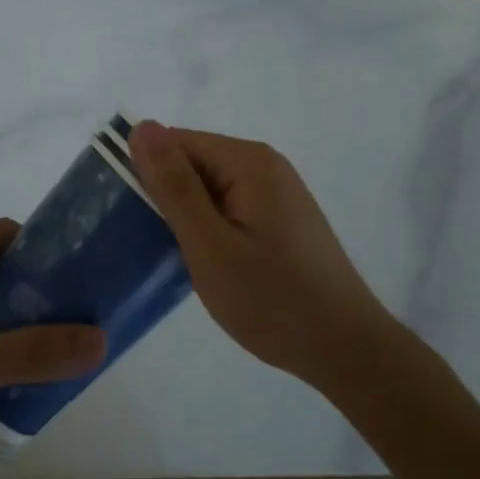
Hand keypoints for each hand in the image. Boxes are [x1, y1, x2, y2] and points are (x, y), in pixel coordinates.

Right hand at [129, 120, 398, 394]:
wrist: (348, 351)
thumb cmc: (273, 300)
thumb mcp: (210, 245)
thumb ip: (174, 186)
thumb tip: (141, 127)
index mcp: (247, 161)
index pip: (175, 143)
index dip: (148, 176)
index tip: (131, 219)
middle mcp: (264, 164)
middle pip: (193, 162)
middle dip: (168, 197)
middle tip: (152, 245)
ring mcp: (275, 191)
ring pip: (208, 187)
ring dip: (187, 216)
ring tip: (175, 258)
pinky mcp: (280, 217)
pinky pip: (228, 206)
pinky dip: (210, 228)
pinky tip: (207, 263)